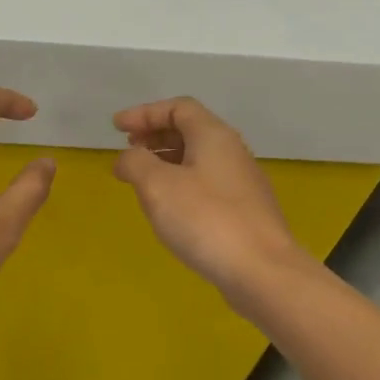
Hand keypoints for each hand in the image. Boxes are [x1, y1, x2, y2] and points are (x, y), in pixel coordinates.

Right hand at [113, 97, 310, 297]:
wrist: (262, 271)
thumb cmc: (206, 220)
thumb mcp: (157, 186)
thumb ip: (135, 163)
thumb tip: (128, 158)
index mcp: (214, 136)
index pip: (178, 108)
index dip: (144, 113)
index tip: (116, 127)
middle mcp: (232, 152)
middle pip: (190, 130)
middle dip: (155, 135)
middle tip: (128, 149)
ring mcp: (242, 183)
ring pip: (198, 158)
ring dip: (166, 160)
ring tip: (141, 178)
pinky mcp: (244, 211)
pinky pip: (206, 183)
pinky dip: (181, 183)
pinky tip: (168, 207)